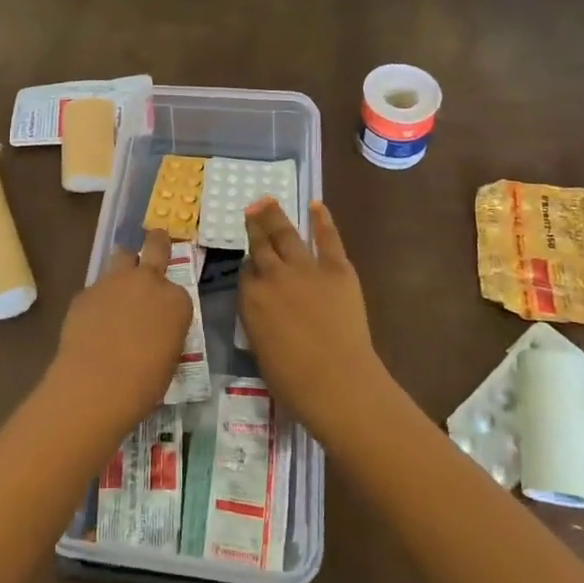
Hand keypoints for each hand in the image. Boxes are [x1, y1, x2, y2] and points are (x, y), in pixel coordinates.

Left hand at [44, 230, 193, 440]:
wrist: (95, 385)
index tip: (165, 317)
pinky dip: (99, 299)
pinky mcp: (86, 291)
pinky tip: (93, 322)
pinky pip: (97, 288)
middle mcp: (148, 281)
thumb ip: (165, 332)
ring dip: (124, 267)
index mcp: (176, 300)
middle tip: (157, 240)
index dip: (171, 303)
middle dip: (157, 242)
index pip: (178, 291)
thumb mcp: (169, 358)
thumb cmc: (143, 383)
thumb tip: (154, 331)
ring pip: (122, 257)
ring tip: (119, 287)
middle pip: (155, 246)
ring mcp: (114, 282)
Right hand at [239, 199, 389, 442]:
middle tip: (251, 208)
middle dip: (255, 225)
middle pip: (260, 245)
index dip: (249, 265)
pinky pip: (327, 238)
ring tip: (268, 200)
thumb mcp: (260, 349)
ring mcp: (305, 268)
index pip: (246, 272)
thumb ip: (258, 320)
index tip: (251, 260)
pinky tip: (317, 205)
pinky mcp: (337, 269)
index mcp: (250, 299)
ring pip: (286, 234)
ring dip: (275, 215)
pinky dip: (322, 221)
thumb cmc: (293, 381)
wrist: (337, 382)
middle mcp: (273, 276)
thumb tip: (264, 308)